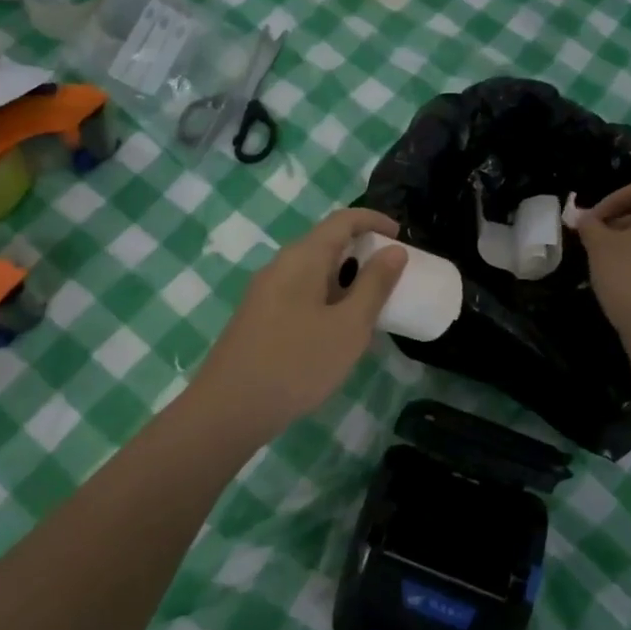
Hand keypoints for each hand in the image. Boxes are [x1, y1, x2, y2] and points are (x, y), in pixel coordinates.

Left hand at [191, 208, 407, 436]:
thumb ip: (374, 285)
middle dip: (362, 254)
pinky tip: (337, 334)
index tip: (401, 237)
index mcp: (302, 258)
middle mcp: (280, 266)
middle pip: (326, 244)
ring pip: (313, 273)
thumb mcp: (349, 326)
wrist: (229, 409)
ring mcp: (265, 292)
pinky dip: (327, 301)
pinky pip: (300, 295)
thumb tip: (393, 250)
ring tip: (371, 310)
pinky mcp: (259, 317)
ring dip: (346, 282)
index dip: (374, 221)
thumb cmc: (297, 363)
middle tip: (392, 280)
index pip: (342, 220)